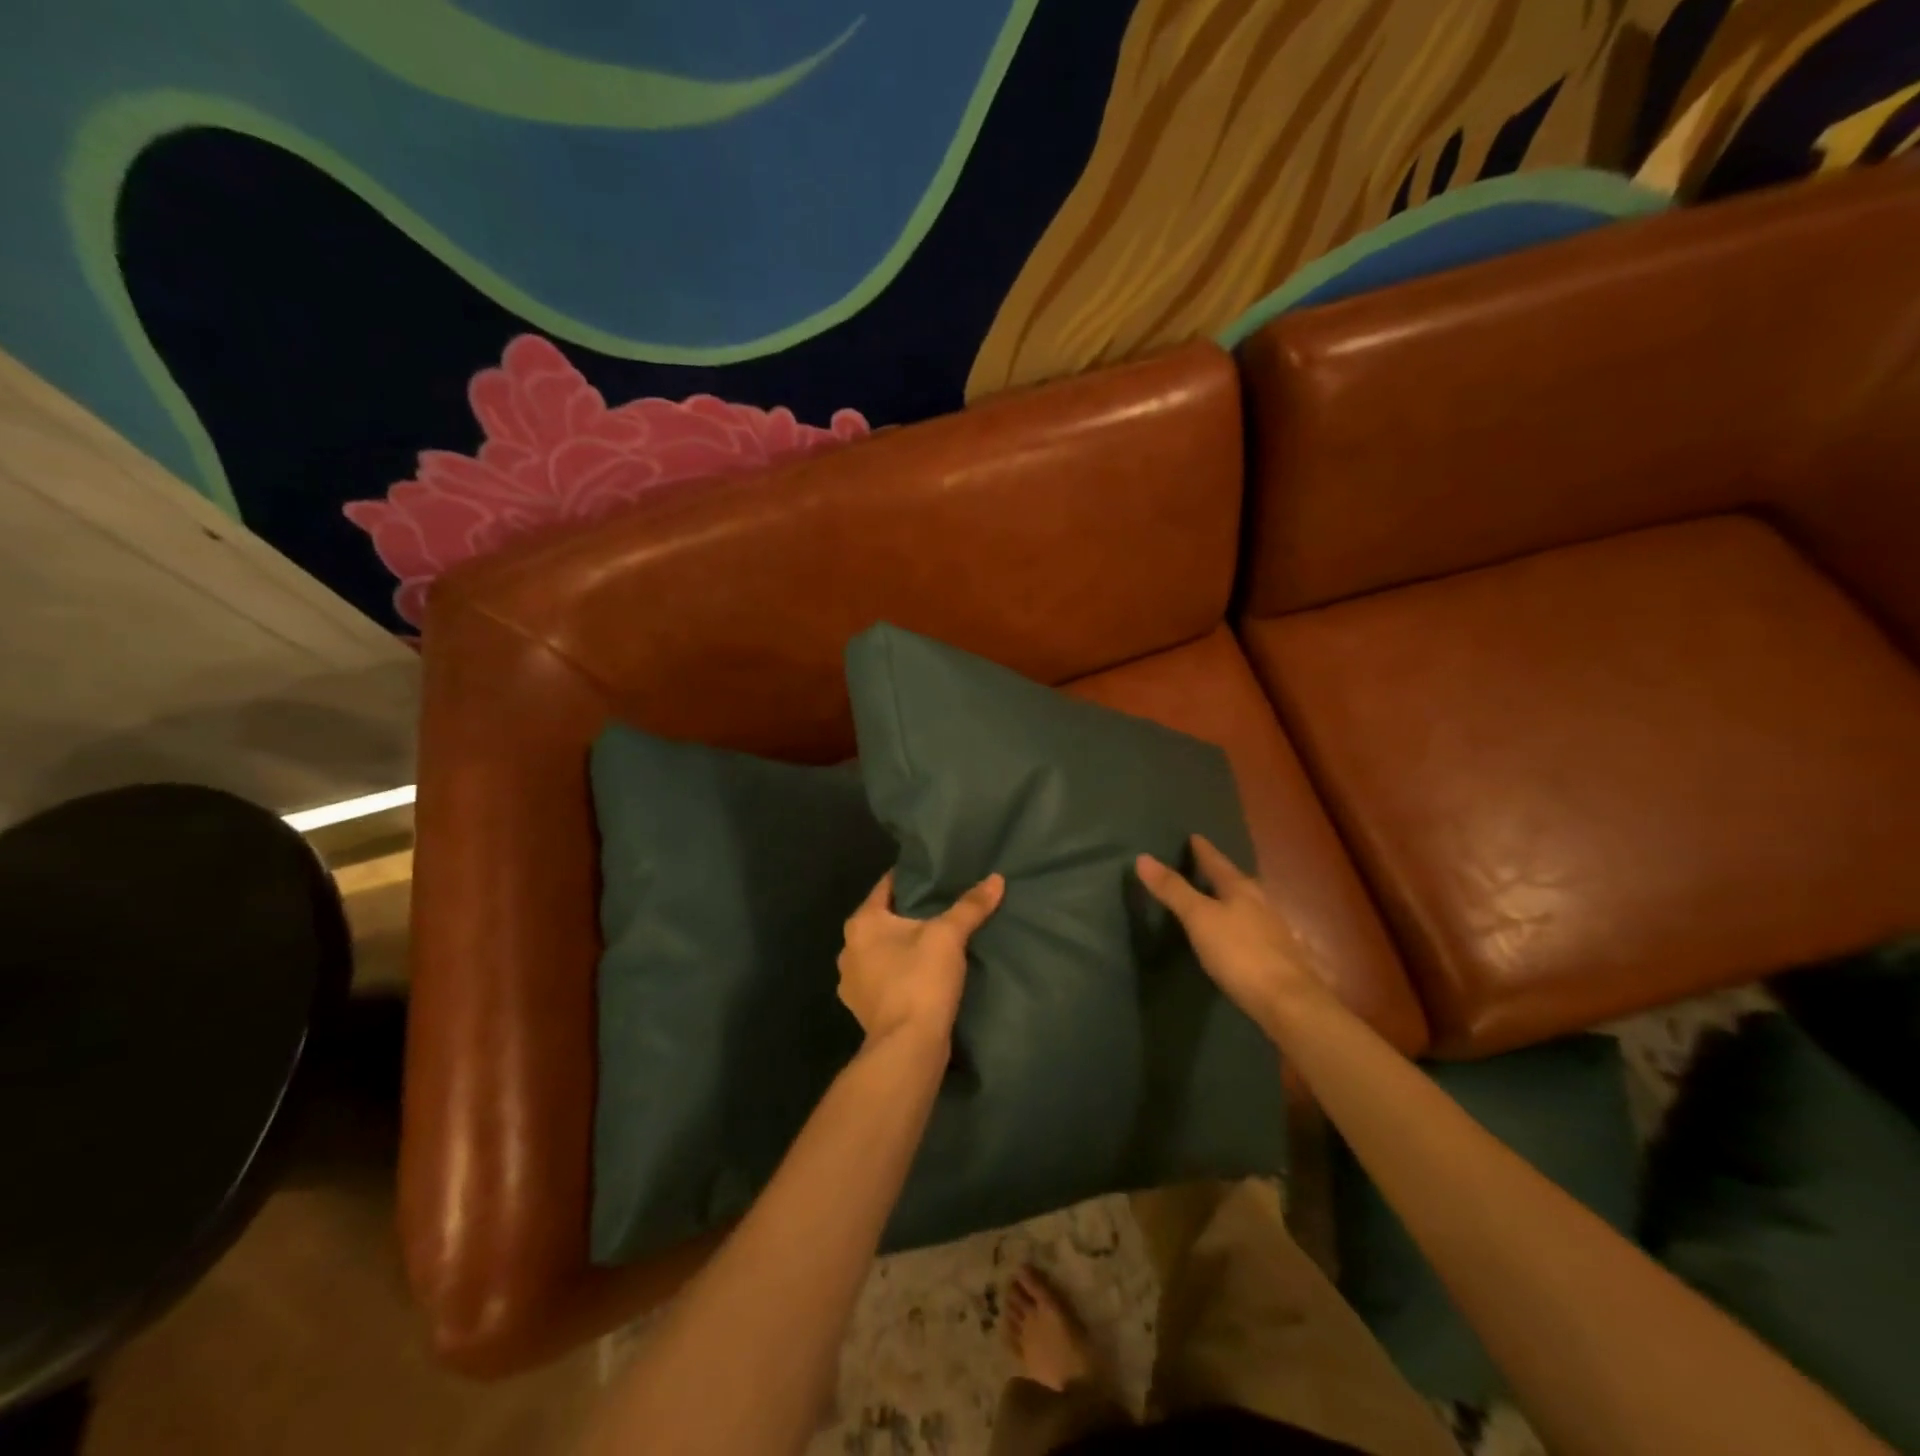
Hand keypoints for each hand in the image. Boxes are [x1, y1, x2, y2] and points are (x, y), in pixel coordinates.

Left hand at [838, 870, 1003, 1051]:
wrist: (907, 1048)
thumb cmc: (920, 980)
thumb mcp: (949, 936)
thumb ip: (970, 906)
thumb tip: (996, 878)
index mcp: (862, 923)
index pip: (886, 887)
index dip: (910, 878)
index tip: (933, 874)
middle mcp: (848, 949)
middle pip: (882, 920)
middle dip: (908, 914)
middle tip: (941, 905)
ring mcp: (852, 983)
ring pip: (881, 951)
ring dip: (902, 946)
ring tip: (934, 941)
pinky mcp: (864, 1009)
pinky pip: (883, 978)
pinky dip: (900, 973)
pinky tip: (922, 975)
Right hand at [1136, 835, 1330, 1032]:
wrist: (1288, 1002)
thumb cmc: (1239, 953)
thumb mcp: (1198, 918)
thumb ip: (1173, 890)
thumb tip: (1143, 857)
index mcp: (1241, 890)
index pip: (1218, 863)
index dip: (1204, 851)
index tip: (1195, 837)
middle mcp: (1262, 904)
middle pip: (1239, 882)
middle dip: (1223, 873)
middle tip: (1208, 865)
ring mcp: (1276, 931)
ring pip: (1252, 905)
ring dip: (1237, 899)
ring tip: (1223, 898)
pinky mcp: (1283, 957)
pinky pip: (1260, 930)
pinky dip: (1247, 925)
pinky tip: (1244, 934)